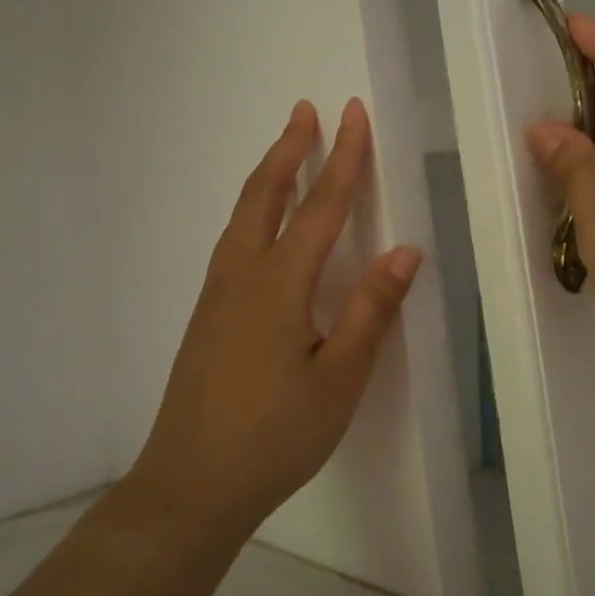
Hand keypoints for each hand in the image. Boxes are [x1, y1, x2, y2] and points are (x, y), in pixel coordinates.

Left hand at [121, 99, 421, 549]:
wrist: (190, 486)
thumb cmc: (275, 436)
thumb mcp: (339, 379)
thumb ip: (370, 312)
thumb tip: (404, 251)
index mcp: (278, 285)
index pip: (319, 207)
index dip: (342, 159)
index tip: (353, 114)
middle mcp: (241, 275)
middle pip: (266, 195)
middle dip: (290, 149)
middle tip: (306, 110)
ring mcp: (216, 295)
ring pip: (243, 215)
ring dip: (268, 175)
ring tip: (286, 149)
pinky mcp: (206, 316)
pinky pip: (233, 240)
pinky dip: (253, 209)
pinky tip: (261, 224)